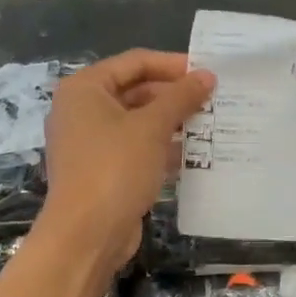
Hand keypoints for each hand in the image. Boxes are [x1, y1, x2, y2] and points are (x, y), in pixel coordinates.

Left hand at [41, 51, 214, 265]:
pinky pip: (134, 149)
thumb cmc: (115, 168)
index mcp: (84, 89)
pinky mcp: (100, 170)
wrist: (86, 234)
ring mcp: (88, 143)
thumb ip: (181, 97)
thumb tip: (206, 75)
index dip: (172, 65)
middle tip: (213, 100)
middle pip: (135, 91)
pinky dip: (160, 148)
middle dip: (173, 96)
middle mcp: (81, 110)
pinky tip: (193, 154)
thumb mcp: (152, 127)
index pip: (134, 62)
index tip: (208, 72)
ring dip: (171, 123)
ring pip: (136, 122)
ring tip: (210, 124)